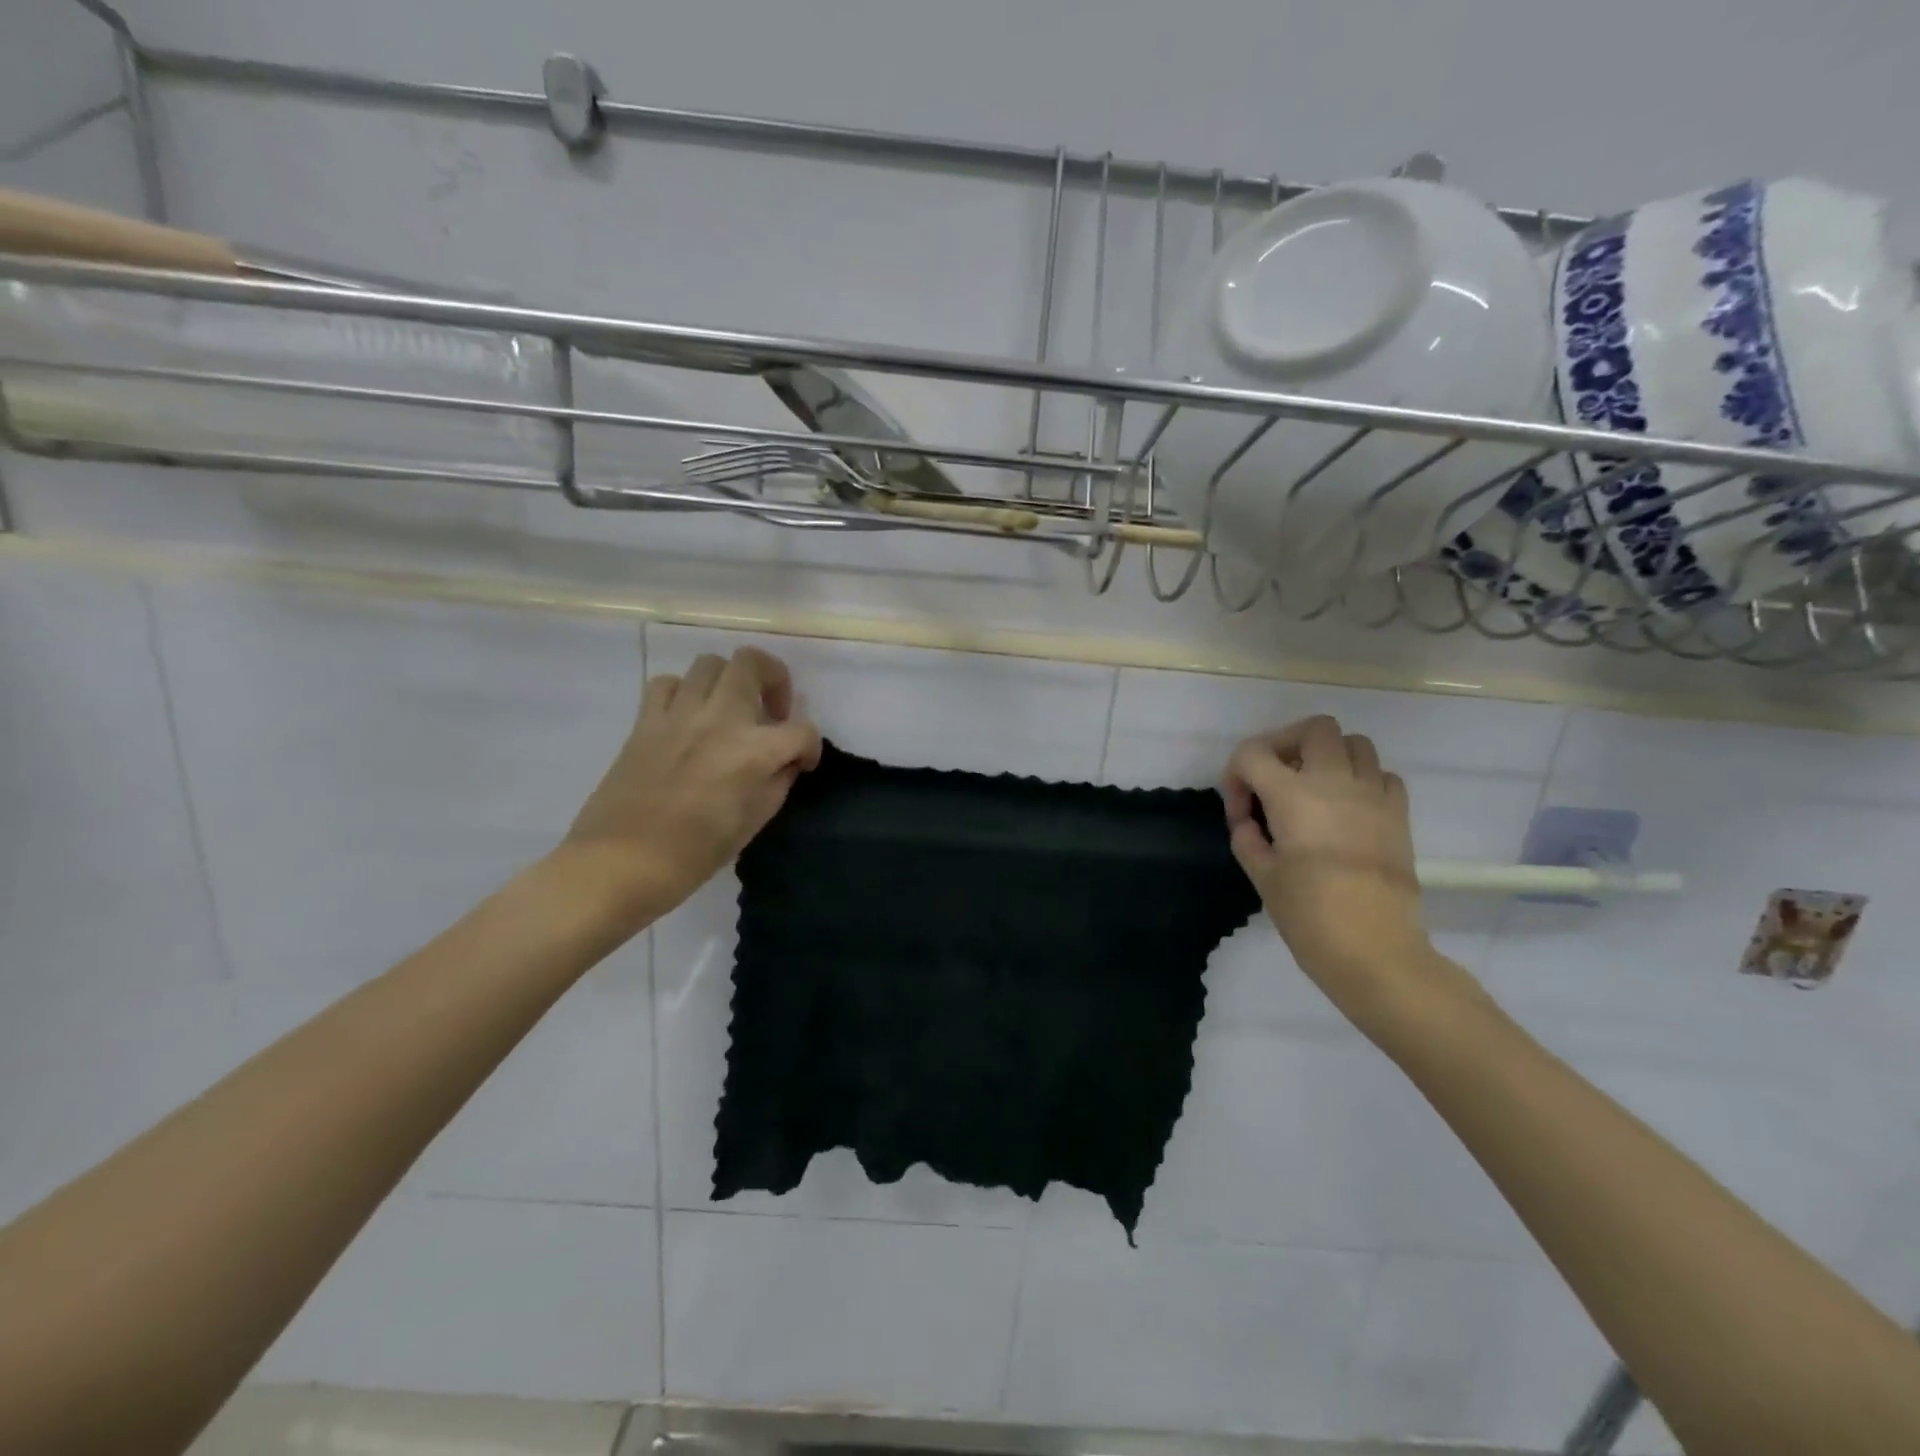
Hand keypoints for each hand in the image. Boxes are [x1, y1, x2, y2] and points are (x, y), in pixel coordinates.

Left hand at [559, 647, 821, 926]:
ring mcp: (678, 715)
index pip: (801, 730)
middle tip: (772, 710)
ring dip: (729, 680)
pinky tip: (688, 716)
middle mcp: (720, 719)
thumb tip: (785, 762)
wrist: (622, 862)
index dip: (810, 747)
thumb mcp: (754, 822)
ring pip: (710, 663)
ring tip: (730, 709)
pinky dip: (683, 692)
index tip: (803, 762)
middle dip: (775, 679)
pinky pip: (666, 683)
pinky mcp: (645, 721)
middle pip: (753, 663)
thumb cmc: (695, 853)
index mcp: (753, 751)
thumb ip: (777, 782)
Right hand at [1224, 715, 1431, 1004]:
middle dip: (1285, 744)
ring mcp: (1373, 794)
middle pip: (1313, 728)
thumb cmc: (1308, 914)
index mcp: (1292, 794)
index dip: (1236, 775)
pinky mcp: (1399, 814)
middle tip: (1275, 779)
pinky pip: (1382, 775)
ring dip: (1327, 756)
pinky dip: (1362, 780)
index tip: (1240, 812)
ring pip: (1354, 743)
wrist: (1374, 949)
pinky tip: (1348, 809)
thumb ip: (1247, 836)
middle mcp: (1335, 781)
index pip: (1253, 753)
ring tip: (1313, 789)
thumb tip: (1249, 820)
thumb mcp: (1261, 874)